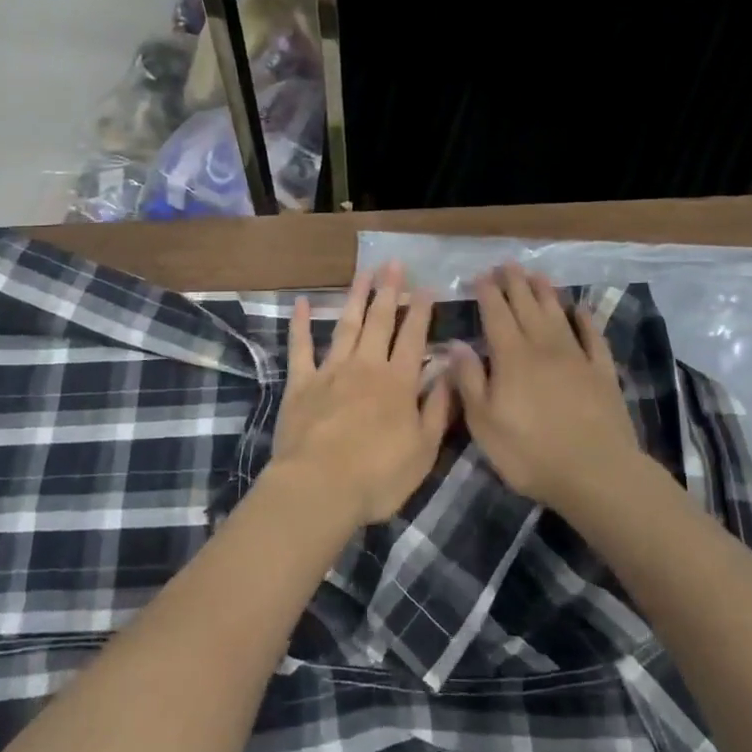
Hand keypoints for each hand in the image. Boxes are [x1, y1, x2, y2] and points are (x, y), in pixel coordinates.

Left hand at [271, 262, 453, 525]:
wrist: (319, 487)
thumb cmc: (378, 476)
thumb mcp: (424, 450)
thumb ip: (439, 408)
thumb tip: (451, 371)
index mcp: (398, 383)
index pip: (414, 338)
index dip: (421, 311)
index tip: (427, 287)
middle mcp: (366, 367)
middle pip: (380, 322)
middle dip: (389, 291)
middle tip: (394, 264)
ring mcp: (331, 371)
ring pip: (346, 325)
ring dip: (356, 297)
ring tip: (364, 272)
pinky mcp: (301, 384)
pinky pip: (300, 347)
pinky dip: (301, 324)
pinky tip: (301, 302)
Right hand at [449, 264, 648, 512]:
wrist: (596, 473)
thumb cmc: (530, 452)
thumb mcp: (484, 423)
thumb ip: (469, 380)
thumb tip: (457, 344)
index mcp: (511, 357)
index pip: (496, 315)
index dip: (487, 293)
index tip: (480, 275)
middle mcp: (543, 347)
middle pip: (527, 306)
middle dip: (514, 283)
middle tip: (507, 264)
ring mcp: (576, 357)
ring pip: (558, 314)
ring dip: (546, 292)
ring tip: (536, 275)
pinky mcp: (602, 373)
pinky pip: (593, 337)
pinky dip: (586, 320)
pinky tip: (581, 310)